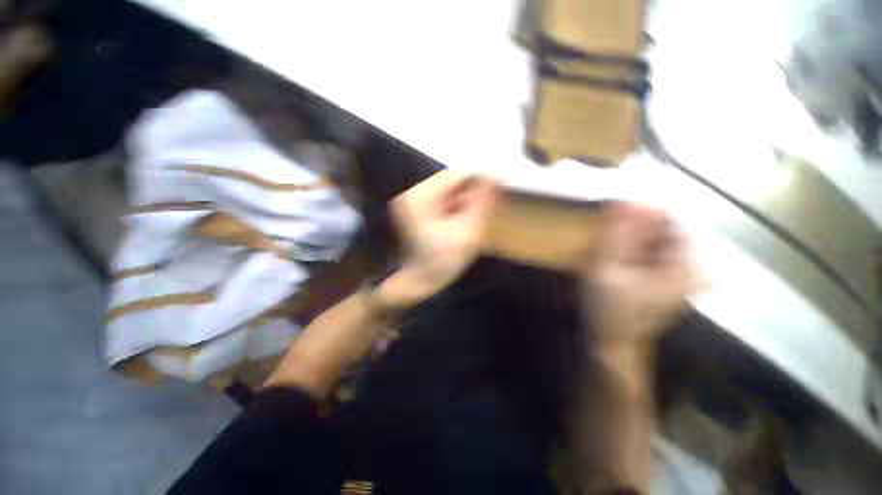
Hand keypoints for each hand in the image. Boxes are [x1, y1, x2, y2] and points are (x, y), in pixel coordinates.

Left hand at [385, 170, 497, 303]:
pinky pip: (439, 200)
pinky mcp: (414, 211)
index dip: (478, 177)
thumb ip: (480, 204)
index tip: (498, 182)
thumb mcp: (466, 233)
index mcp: (421, 198)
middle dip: (470, 189)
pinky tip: (463, 216)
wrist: (415, 283)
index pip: (454, 176)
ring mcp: (411, 202)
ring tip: (479, 209)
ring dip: (463, 197)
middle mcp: (412, 194)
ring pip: (445, 191)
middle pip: (448, 181)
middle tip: (490, 198)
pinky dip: (454, 205)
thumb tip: (493, 179)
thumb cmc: (441, 263)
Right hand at [582, 202, 699, 344]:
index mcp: (685, 266)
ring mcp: (679, 278)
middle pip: (663, 231)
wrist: (610, 344)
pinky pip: (651, 255)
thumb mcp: (606, 269)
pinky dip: (632, 249)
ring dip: (630, 236)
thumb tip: (621, 202)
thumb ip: (614, 235)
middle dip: (633, 225)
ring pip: (655, 242)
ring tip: (606, 238)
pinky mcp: (665, 283)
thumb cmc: (608, 309)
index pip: (670, 220)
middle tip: (605, 225)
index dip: (641, 210)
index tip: (613, 206)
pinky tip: (614, 254)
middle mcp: (689, 269)